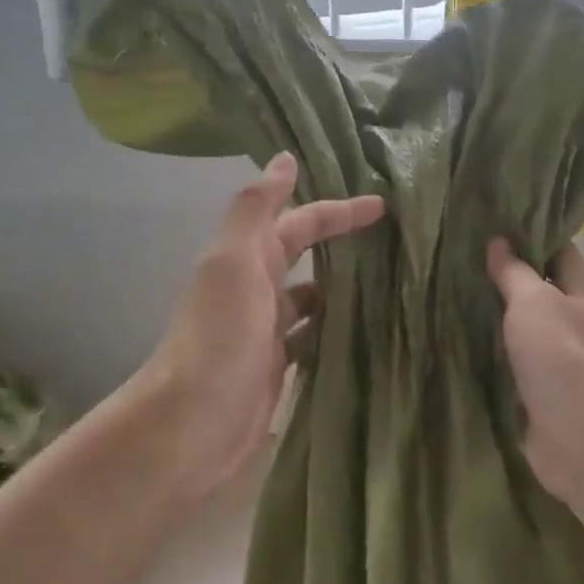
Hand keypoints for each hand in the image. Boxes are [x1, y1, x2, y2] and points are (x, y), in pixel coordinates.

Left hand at [135, 154, 383, 499]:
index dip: (336, 211)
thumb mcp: (233, 263)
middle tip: (392, 242)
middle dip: (340, 245)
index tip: (381, 206)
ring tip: (392, 288)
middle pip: (303, 257)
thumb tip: (283, 159)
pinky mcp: (275, 370)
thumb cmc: (217, 337)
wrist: (191, 424)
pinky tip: (365, 335)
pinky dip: (334, 332)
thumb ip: (256, 210)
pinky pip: (311, 340)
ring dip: (342, 290)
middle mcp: (254, 290)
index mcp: (245, 260)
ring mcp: (265, 332)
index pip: (298, 224)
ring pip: (311, 300)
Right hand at [486, 239, 583, 504]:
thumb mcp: (534, 301)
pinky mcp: (542, 390)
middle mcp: (577, 321)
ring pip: (525, 326)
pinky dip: (493, 350)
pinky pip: (515, 360)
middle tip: (461, 257)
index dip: (531, 234)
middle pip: (542, 288)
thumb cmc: (561, 357)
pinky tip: (461, 340)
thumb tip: (500, 242)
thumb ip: (515, 272)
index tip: (492, 223)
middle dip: (507, 275)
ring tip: (452, 293)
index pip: (560, 249)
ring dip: (497, 314)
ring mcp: (561, 359)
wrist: (580, 437)